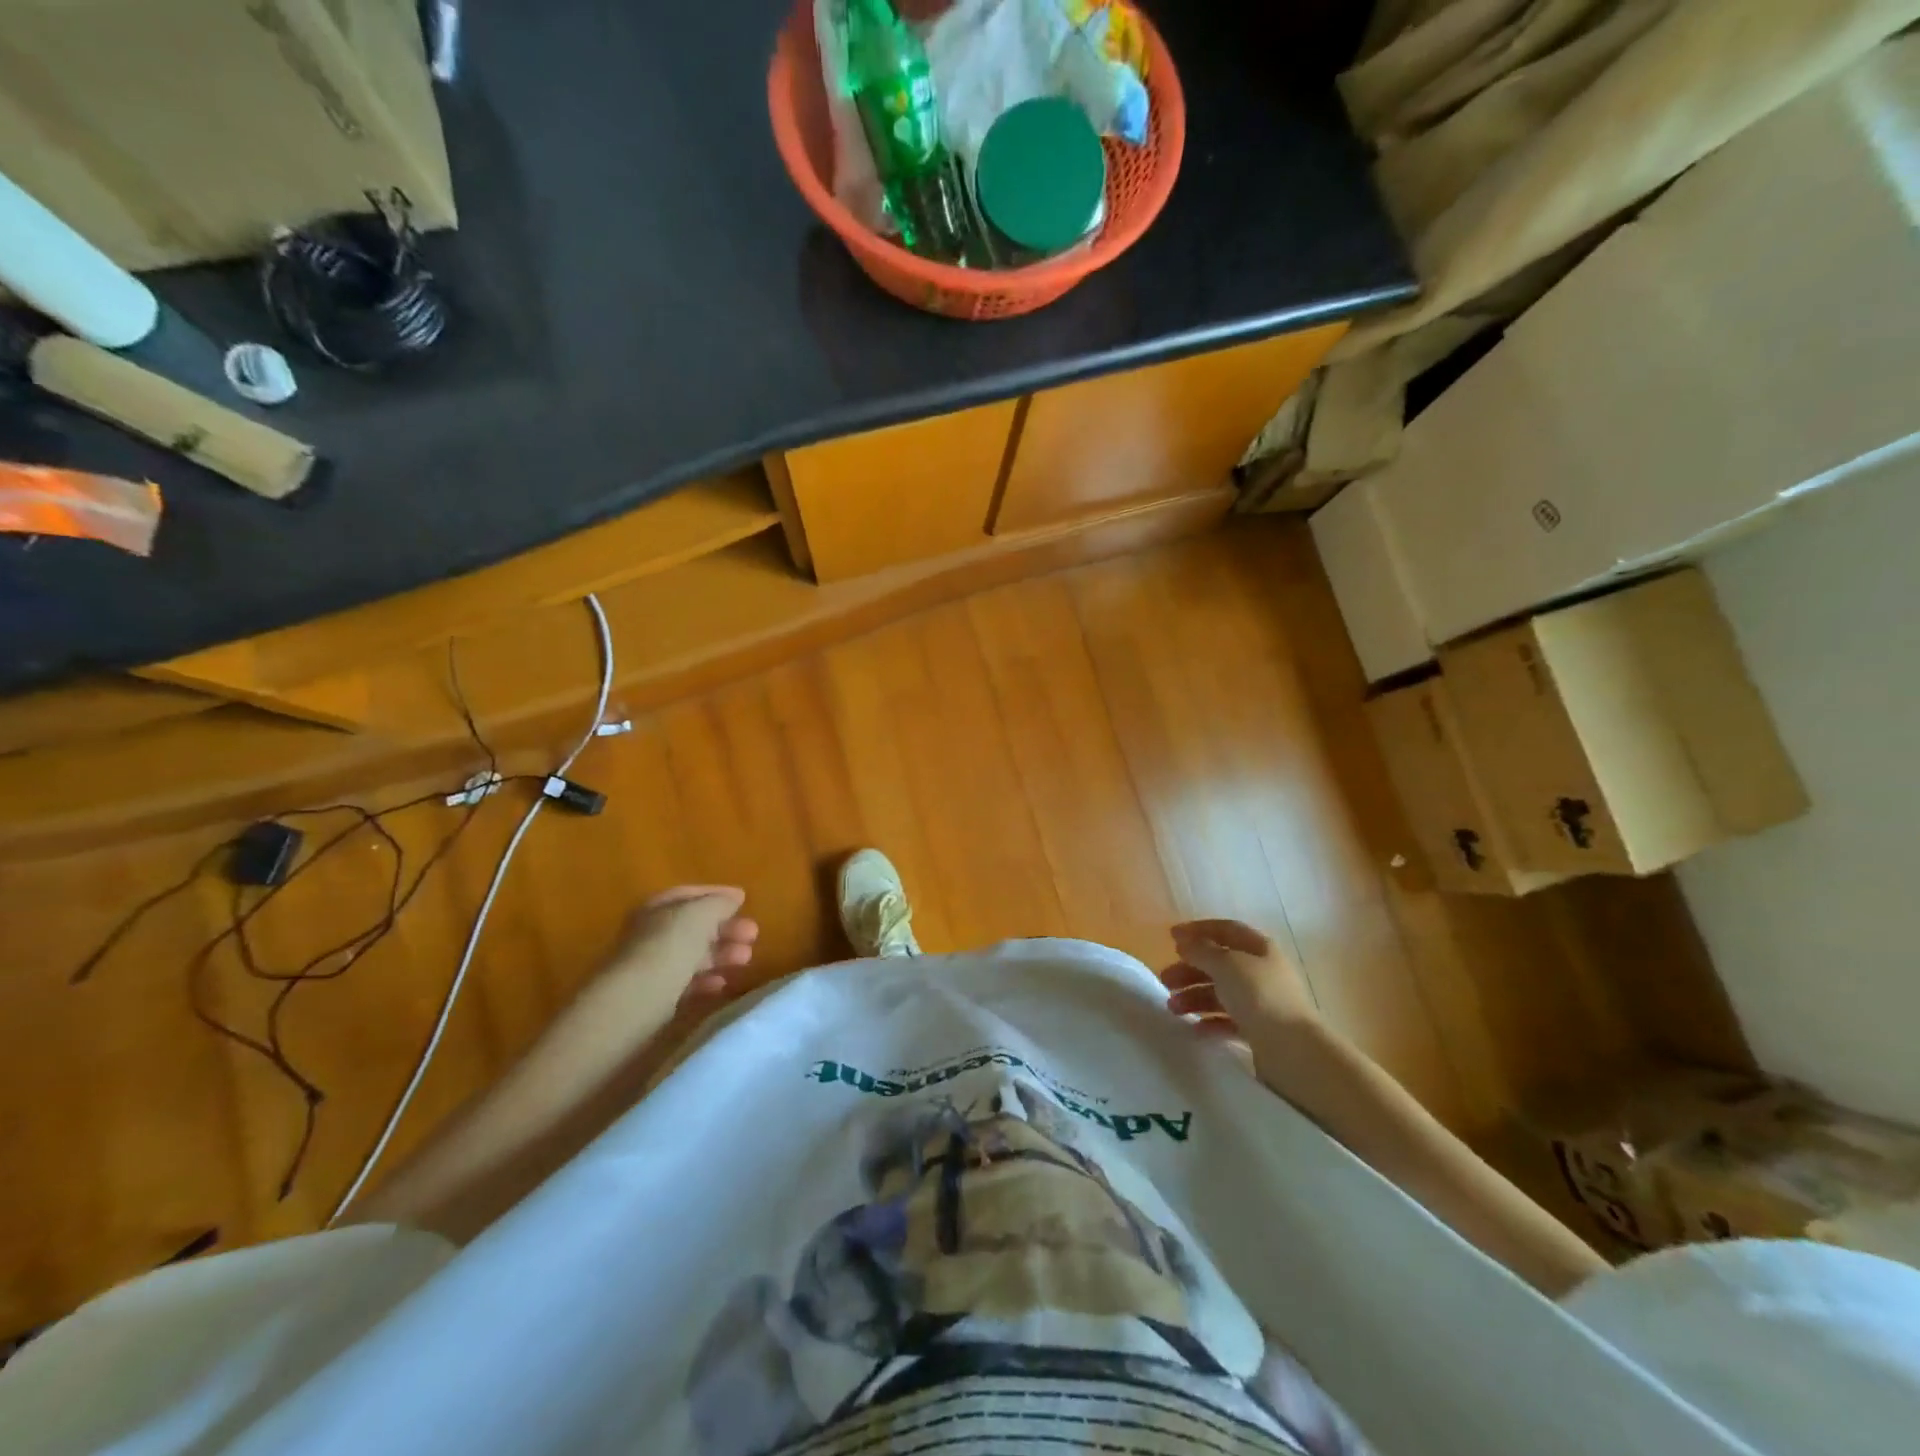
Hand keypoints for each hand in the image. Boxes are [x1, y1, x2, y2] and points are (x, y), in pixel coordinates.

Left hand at [602, 885, 759, 1025]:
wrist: (634, 1002)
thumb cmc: (669, 948)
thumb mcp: (700, 915)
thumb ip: (719, 903)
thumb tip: (733, 898)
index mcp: (657, 908)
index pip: (690, 894)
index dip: (718, 894)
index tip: (745, 900)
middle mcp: (651, 933)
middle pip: (694, 926)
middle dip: (726, 928)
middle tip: (753, 935)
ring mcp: (652, 965)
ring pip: (694, 954)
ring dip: (722, 954)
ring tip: (746, 960)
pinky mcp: (655, 995)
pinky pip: (687, 982)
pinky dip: (707, 980)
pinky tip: (722, 984)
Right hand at [1159, 919, 1317, 1037]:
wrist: (1294, 1050)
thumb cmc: (1259, 996)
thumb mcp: (1226, 964)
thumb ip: (1201, 950)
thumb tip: (1184, 942)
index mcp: (1259, 948)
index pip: (1226, 930)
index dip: (1198, 930)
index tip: (1171, 937)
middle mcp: (1262, 972)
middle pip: (1219, 963)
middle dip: (1190, 969)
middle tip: (1165, 980)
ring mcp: (1262, 1002)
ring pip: (1221, 993)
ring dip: (1194, 997)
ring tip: (1173, 1009)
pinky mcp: (1259, 1030)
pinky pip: (1228, 1020)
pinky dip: (1209, 1021)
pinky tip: (1194, 1028)